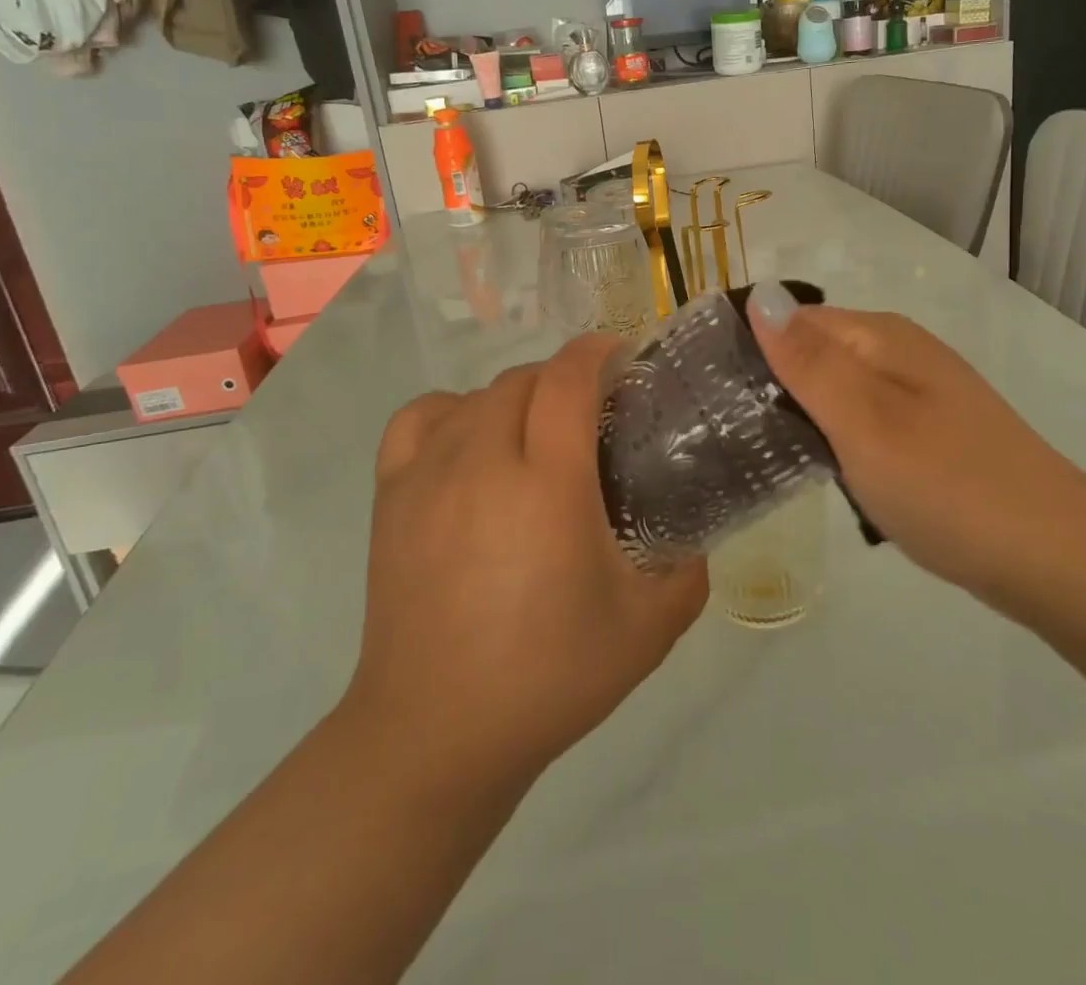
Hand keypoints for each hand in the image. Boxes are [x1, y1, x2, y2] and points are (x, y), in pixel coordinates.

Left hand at [348, 335, 707, 795]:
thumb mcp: (648, 629)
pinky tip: (469, 441)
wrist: (436, 733)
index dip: (597, 352)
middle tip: (590, 413)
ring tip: (534, 433)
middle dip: (562, 378)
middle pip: (522, 379)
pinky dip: (452, 412)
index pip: (568, 380)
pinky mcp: (391, 495)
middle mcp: (483, 463)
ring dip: (515, 396)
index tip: (621, 357)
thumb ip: (688, 571)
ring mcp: (428, 475)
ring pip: (476, 395)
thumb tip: (694, 535)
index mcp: (548, 486)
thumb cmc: (548, 678)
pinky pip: (419, 418)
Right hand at [746, 283, 1084, 604]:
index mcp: (882, 337)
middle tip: (726, 428)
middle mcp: (900, 354)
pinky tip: (819, 467)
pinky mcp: (928, 435)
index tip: (706, 390)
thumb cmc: (946, 484)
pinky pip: (861, 420)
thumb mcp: (863, 420)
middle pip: (814, 351)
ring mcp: (918, 395)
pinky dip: (834, 437)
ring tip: (758, 449)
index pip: (793, 320)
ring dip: (800, 413)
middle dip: (772, 382)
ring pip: (836, 389)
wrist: (1051, 556)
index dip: (750, 347)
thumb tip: (758, 295)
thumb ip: (808, 361)